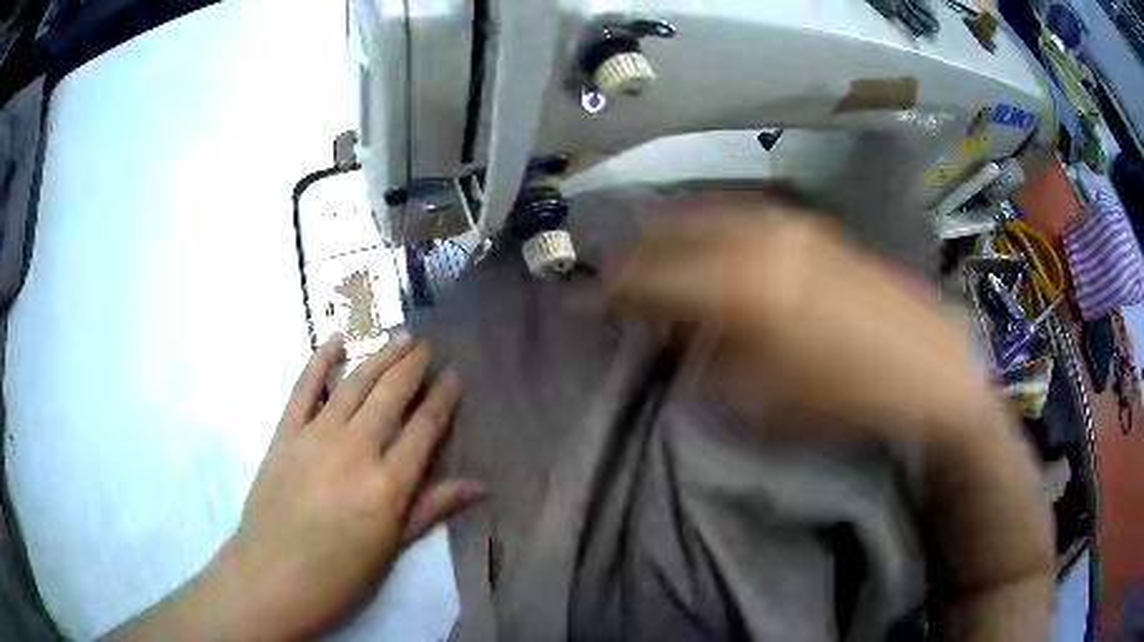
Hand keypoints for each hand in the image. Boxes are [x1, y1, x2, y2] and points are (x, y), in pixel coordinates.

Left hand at [155, 335, 484, 641]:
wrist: (274, 574)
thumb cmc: (341, 574)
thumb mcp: (392, 548)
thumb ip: (432, 508)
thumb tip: (480, 485)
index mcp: (388, 485)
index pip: (424, 428)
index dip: (442, 398)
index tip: (454, 374)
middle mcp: (356, 450)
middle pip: (390, 395)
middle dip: (412, 366)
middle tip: (427, 345)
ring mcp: (316, 437)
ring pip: (354, 384)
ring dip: (378, 356)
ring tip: (398, 338)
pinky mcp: (285, 433)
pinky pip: (303, 387)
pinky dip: (320, 359)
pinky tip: (336, 340)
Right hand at [605, 198, 987, 440]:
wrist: (927, 368)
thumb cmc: (845, 399)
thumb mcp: (762, 401)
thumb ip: (704, 360)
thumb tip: (671, 335)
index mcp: (741, 287)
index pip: (650, 276)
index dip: (608, 288)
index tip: (581, 298)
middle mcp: (758, 238)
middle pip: (670, 231)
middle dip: (633, 253)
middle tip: (609, 274)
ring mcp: (788, 223)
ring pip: (705, 213)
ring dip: (670, 233)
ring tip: (651, 255)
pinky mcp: (811, 225)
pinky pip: (741, 214)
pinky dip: (710, 226)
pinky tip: (708, 244)